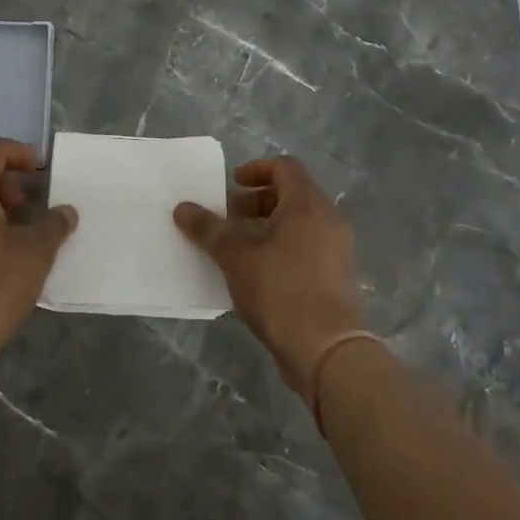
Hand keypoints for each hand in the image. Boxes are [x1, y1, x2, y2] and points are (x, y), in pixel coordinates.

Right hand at [174, 156, 363, 390]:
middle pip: (291, 196)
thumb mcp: (235, 256)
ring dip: (266, 230)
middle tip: (227, 221)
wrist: (327, 352)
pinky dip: (280, 252)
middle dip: (255, 204)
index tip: (231, 186)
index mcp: (308, 205)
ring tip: (236, 251)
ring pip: (298, 226)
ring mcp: (337, 253)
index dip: (256, 169)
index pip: (285, 166)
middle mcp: (329, 222)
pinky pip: (306, 251)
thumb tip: (182, 208)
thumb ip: (208, 228)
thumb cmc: (280, 290)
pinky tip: (255, 277)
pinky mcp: (337, 281)